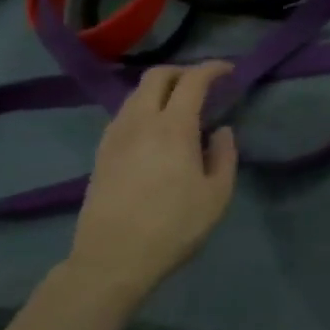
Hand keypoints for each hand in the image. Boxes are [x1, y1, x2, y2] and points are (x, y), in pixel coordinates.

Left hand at [67, 62, 238, 304]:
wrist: (112, 260)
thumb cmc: (172, 228)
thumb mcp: (216, 197)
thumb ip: (224, 156)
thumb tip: (221, 131)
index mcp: (173, 127)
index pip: (193, 80)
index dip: (212, 69)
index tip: (228, 71)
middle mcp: (141, 121)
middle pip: (157, 76)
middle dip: (182, 71)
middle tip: (202, 84)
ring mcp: (116, 135)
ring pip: (136, 93)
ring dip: (160, 89)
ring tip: (178, 106)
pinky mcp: (101, 152)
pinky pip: (124, 114)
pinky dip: (143, 108)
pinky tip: (153, 130)